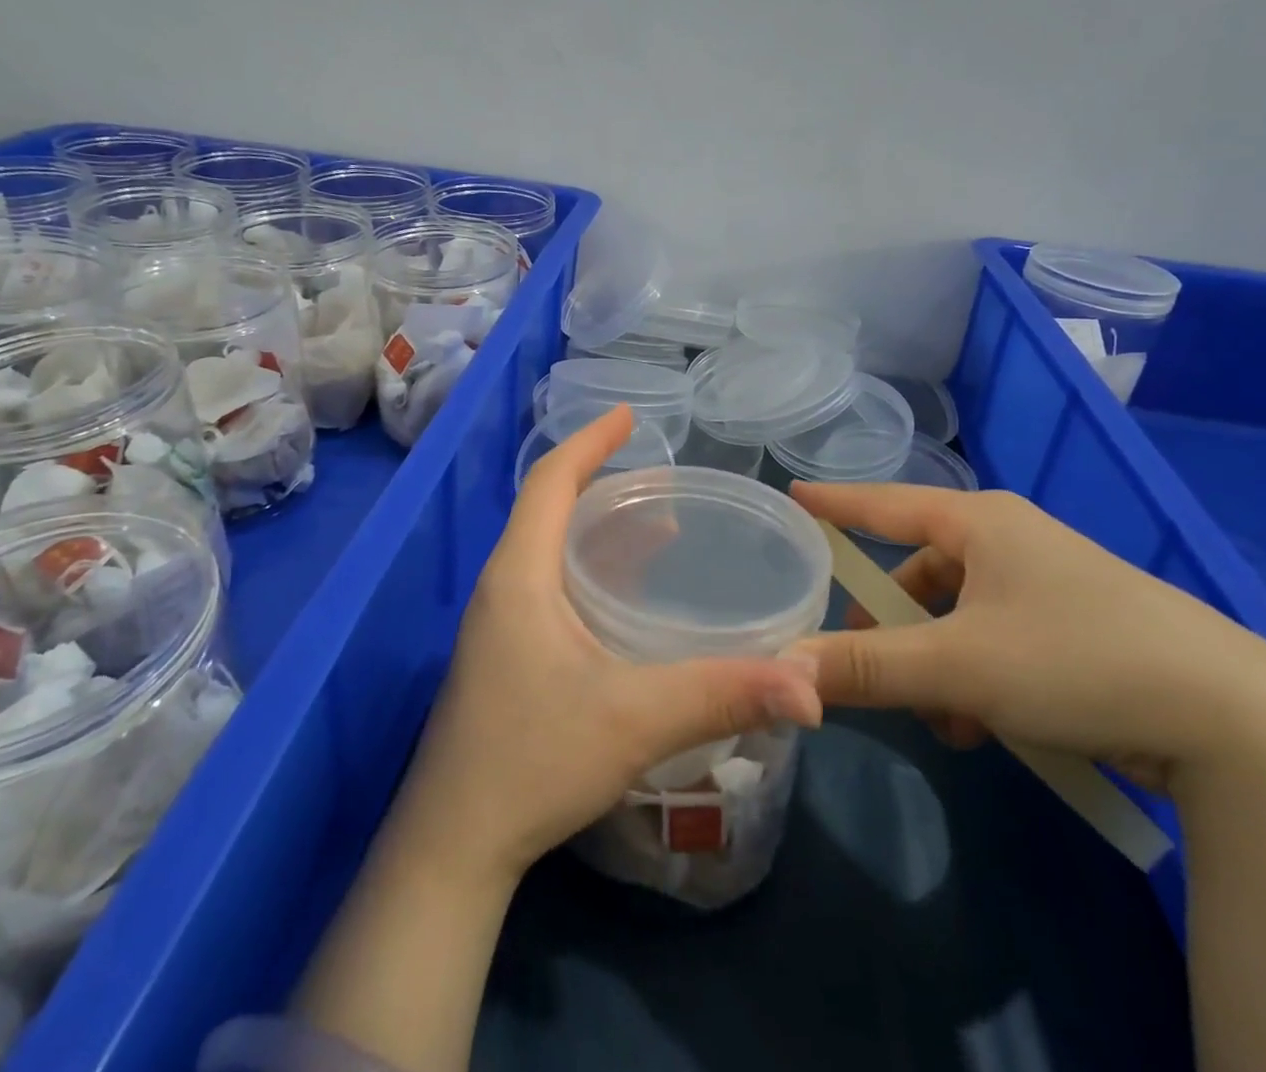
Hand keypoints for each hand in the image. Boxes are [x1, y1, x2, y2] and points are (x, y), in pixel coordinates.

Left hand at [392, 406, 822, 885]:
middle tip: (664, 479)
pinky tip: (629, 603)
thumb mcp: (635, 720)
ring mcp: (500, 625)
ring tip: (663, 531)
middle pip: (551, 510)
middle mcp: (504, 588)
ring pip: (552, 552)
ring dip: (602, 533)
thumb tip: (811, 685)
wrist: (454, 847)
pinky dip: (593, 573)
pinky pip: (552, 588)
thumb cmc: (533, 762)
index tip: (630, 417)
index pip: (550, 481)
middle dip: (605, 484)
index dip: (589, 442)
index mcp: (520, 575)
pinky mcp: (505, 658)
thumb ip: (723, 694)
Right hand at [788, 482, 1265, 789]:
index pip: (884, 502)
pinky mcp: (1079, 626)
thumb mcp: (960, 667)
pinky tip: (987, 728)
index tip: (794, 495)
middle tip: (864, 664)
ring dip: (937, 664)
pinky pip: (998, 639)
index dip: (836, 503)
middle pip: (920, 572)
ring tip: (941, 719)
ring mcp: (1049, 583)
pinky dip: (978, 677)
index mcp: (981, 522)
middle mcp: (1011, 539)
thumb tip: (783, 669)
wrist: (1238, 721)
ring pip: (959, 615)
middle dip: (892, 624)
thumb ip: (866, 667)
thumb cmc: (1078, 660)